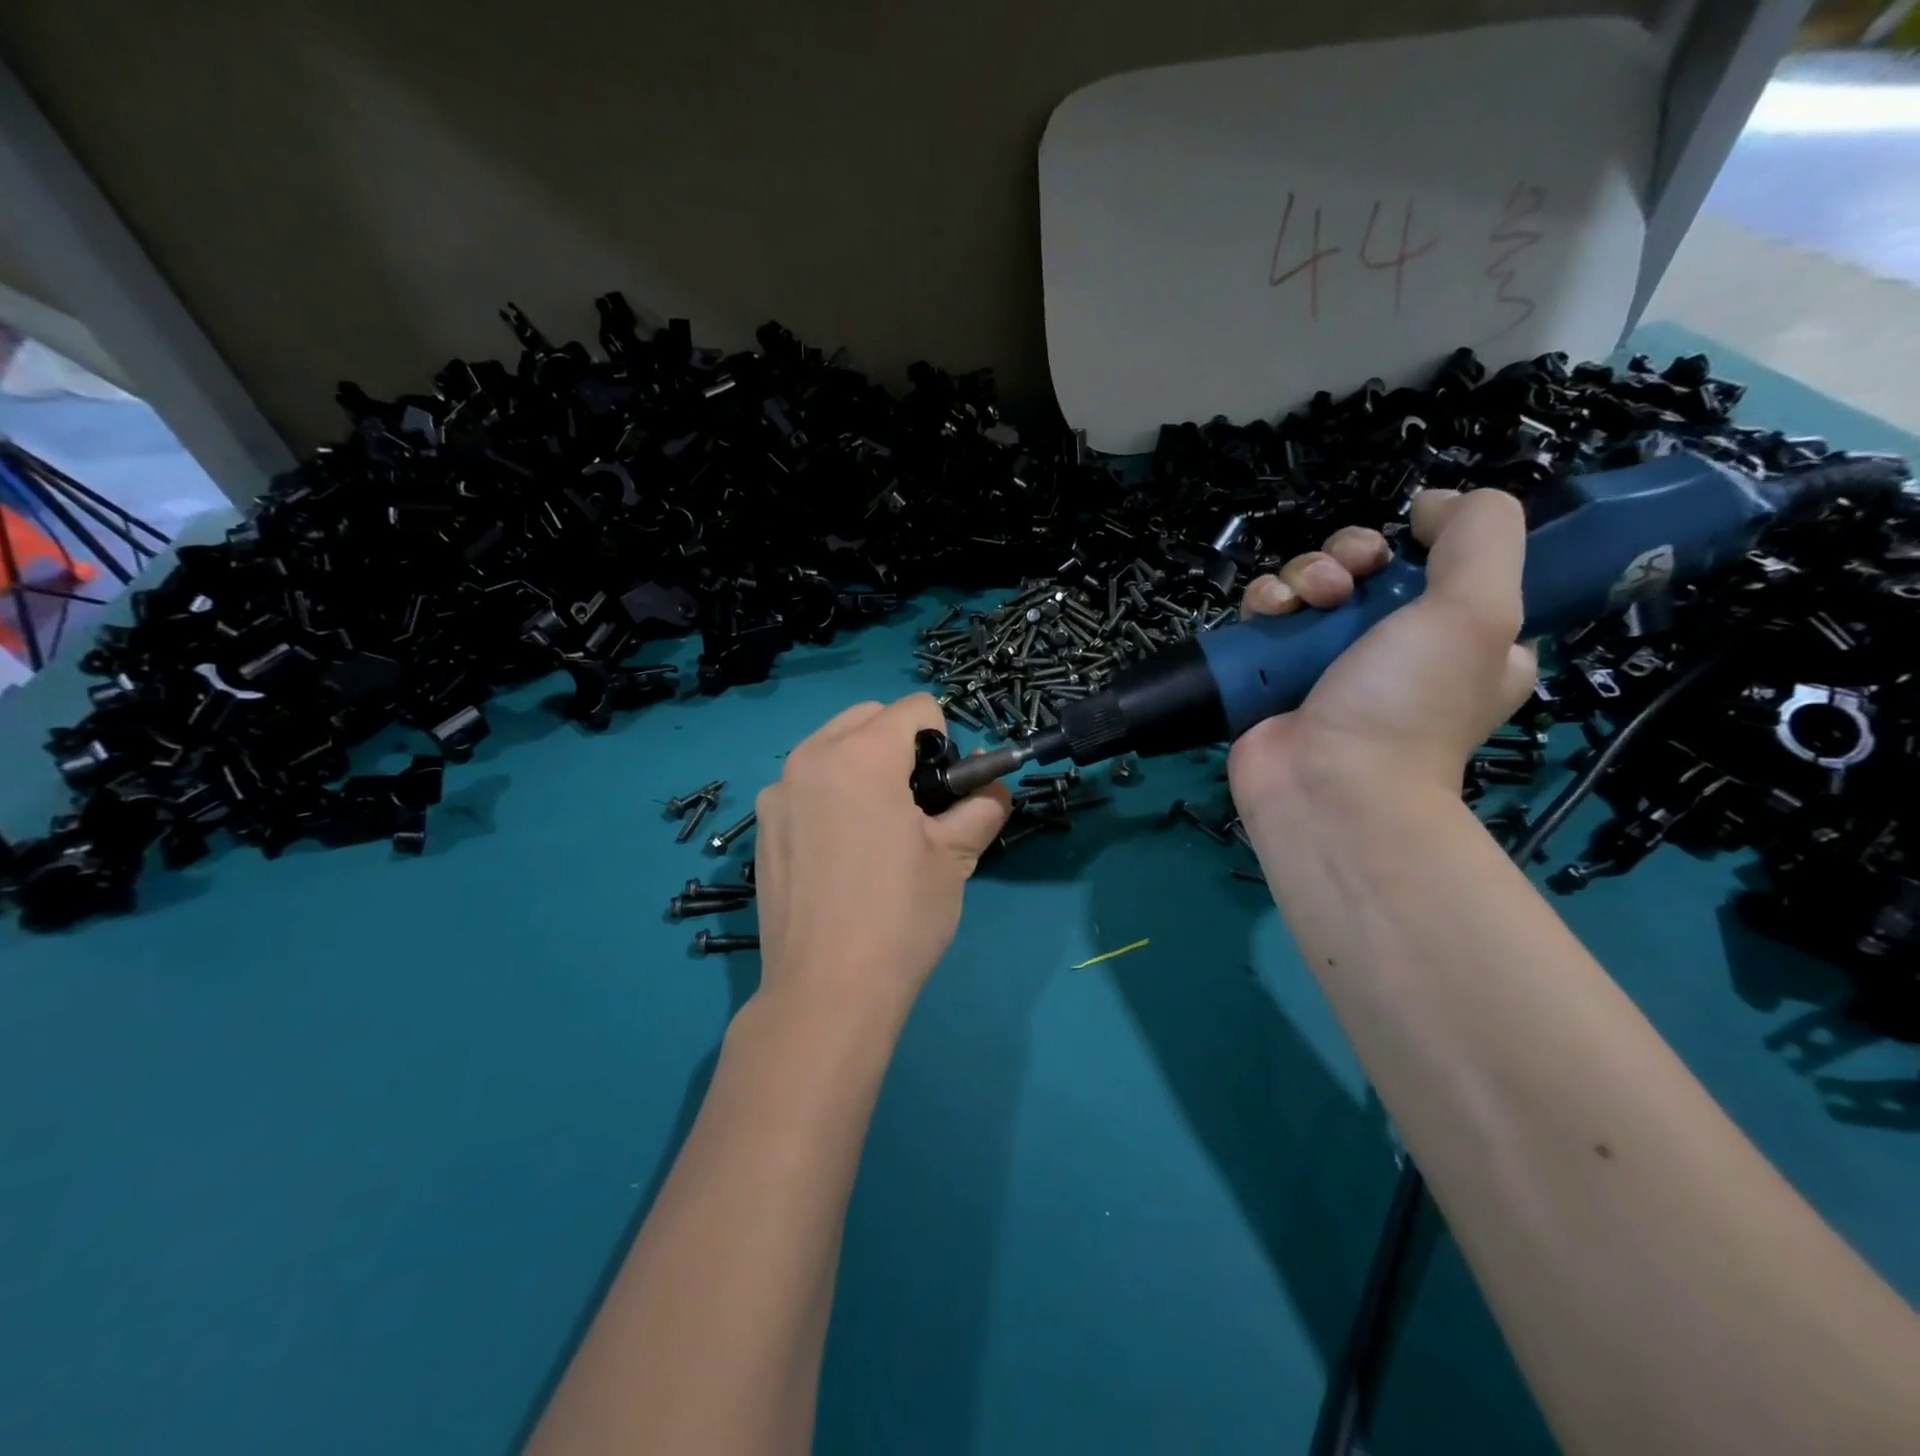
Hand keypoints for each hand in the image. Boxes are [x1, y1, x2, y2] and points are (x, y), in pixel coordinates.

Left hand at [752, 695, 1011, 1025]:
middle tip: (916, 805)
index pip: (916, 708)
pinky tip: (839, 854)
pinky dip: (830, 795)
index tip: (944, 789)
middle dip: (900, 745)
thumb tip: (994, 789)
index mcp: (861, 755)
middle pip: (868, 718)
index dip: (944, 740)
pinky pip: (804, 785)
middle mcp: (810, 757)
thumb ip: (981, 807)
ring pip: (831, 748)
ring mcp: (777, 793)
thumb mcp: (954, 857)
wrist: (826, 992)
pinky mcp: (762, 827)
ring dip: (862, 765)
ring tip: (877, 829)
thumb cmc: (900, 916)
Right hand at [1227, 489, 1535, 809]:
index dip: (1421, 544)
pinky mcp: (1271, 674)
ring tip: (1306, 602)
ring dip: (1303, 575)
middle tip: (1347, 580)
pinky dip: (1264, 603)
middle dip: (1350, 556)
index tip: (1407, 545)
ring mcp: (1325, 663)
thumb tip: (1433, 504)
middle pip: (1364, 568)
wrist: (1327, 784)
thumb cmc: (1409, 702)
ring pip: (1308, 585)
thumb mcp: (1480, 609)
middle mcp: (1392, 650)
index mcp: (1459, 640)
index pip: (1439, 567)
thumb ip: (1480, 535)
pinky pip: (1265, 616)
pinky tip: (1269, 614)